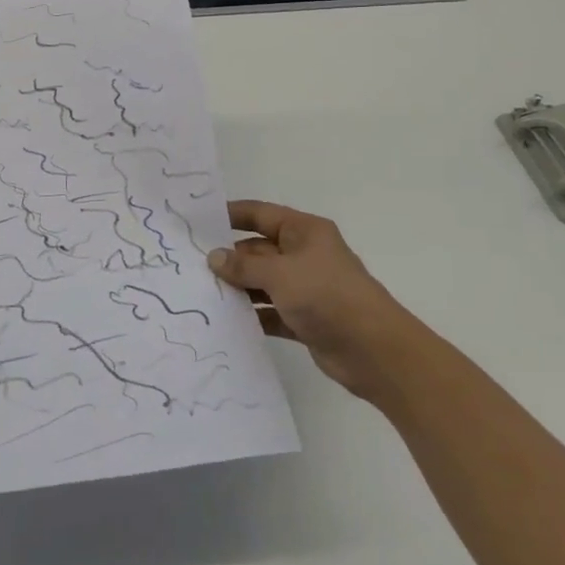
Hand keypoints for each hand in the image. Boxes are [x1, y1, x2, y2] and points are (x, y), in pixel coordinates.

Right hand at [208, 200, 419, 403]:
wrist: (374, 350)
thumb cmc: (327, 296)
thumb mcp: (281, 274)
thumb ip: (244, 265)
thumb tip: (214, 257)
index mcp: (304, 231)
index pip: (261, 214)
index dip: (231, 214)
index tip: (199, 221)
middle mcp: (304, 255)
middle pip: (259, 249)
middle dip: (229, 258)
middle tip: (190, 265)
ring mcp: (305, 288)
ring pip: (263, 282)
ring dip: (238, 288)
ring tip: (201, 294)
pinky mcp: (305, 318)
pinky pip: (271, 311)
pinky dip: (252, 315)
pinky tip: (226, 322)